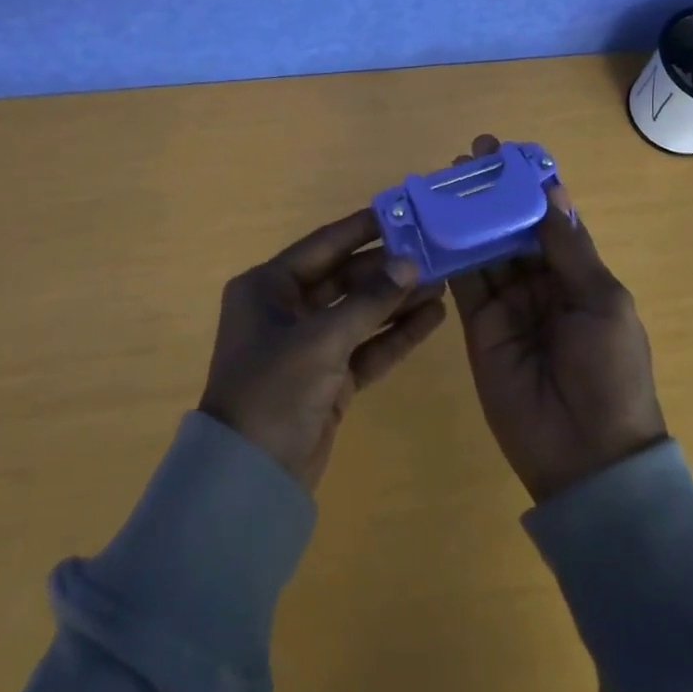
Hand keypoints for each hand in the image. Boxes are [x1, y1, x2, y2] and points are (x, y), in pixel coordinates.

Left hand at [199, 209, 447, 491]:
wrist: (249, 479)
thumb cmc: (274, 390)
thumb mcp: (321, 339)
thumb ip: (368, 300)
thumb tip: (409, 264)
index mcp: (267, 287)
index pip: (322, 245)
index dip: (361, 228)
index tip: (401, 212)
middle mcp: (285, 309)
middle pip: (344, 279)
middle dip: (387, 270)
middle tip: (433, 253)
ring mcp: (308, 346)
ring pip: (359, 313)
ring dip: (396, 301)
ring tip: (443, 282)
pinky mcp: (327, 379)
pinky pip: (365, 347)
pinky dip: (395, 336)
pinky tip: (432, 319)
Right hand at [448, 135, 668, 503]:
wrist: (586, 455)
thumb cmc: (609, 371)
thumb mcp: (601, 302)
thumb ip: (569, 250)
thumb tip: (551, 191)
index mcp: (579, 273)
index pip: (549, 217)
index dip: (529, 184)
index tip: (505, 151)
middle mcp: (541, 282)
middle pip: (511, 227)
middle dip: (490, 194)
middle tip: (464, 159)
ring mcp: (507, 304)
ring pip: (483, 248)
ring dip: (466, 216)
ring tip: (442, 183)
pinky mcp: (478, 326)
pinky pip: (462, 282)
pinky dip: (447, 254)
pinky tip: (431, 225)